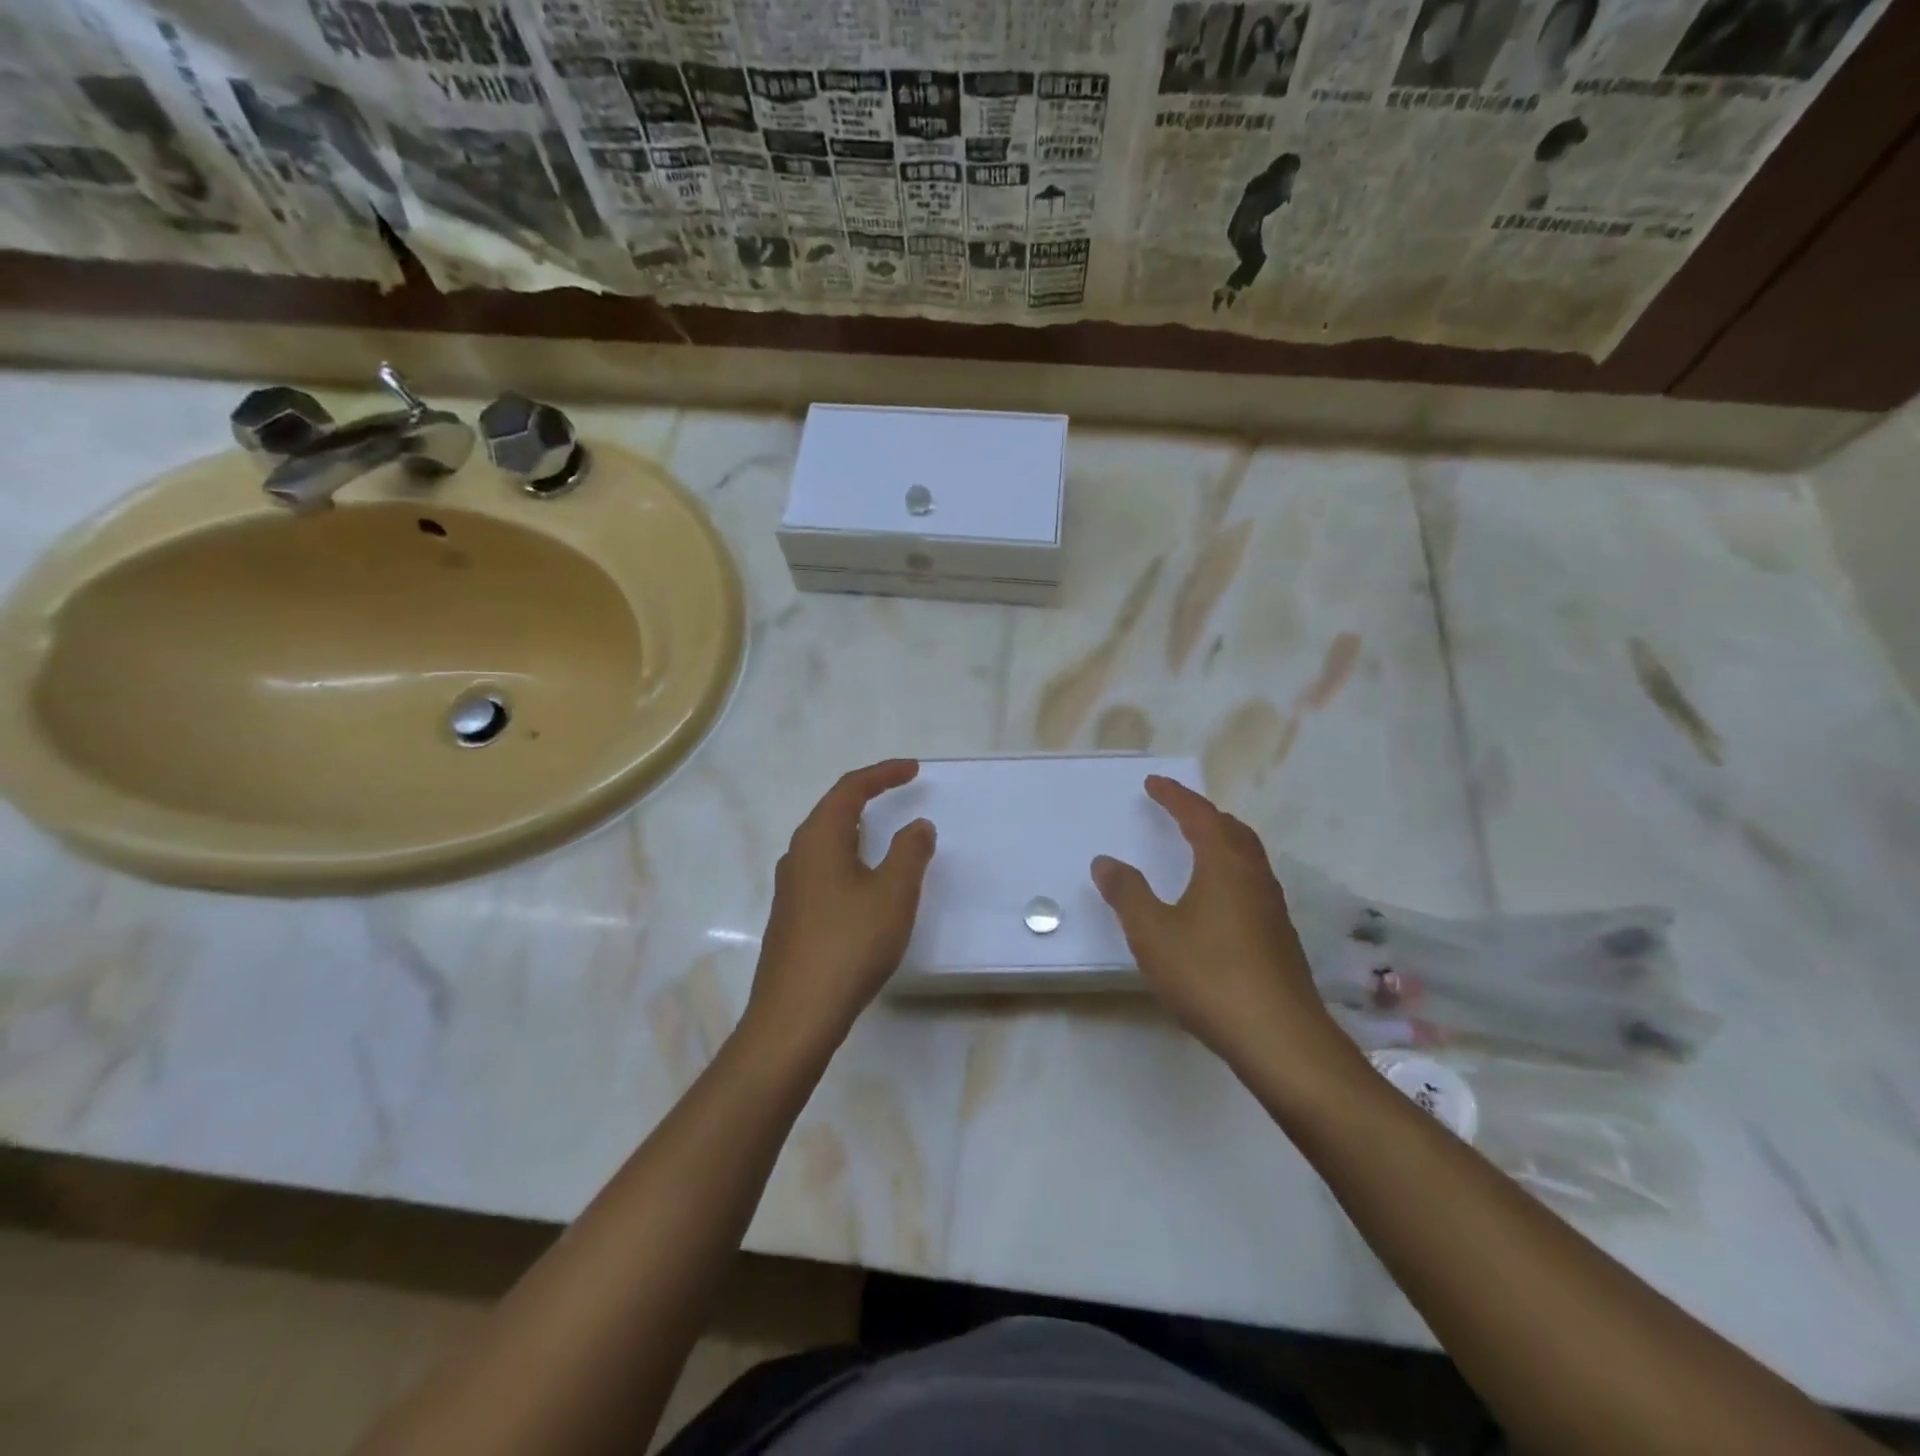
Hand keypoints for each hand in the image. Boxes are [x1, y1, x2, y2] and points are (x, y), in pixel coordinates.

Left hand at [746, 760, 935, 1053]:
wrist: (795, 1015)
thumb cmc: (849, 945)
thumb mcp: (893, 894)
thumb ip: (910, 853)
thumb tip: (917, 825)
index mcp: (819, 838)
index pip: (850, 789)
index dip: (883, 774)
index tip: (913, 769)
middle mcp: (798, 855)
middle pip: (833, 810)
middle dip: (867, 796)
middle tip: (900, 791)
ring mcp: (790, 888)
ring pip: (826, 842)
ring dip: (857, 829)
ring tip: (886, 831)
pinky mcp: (792, 916)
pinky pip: (824, 870)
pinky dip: (850, 859)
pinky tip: (865, 883)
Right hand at [1092, 775, 1354, 1083]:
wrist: (1279, 1038)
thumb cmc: (1209, 975)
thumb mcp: (1153, 933)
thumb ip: (1127, 893)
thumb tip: (1106, 861)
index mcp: (1224, 865)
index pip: (1199, 815)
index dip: (1175, 796)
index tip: (1154, 782)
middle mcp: (1254, 877)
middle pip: (1231, 830)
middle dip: (1202, 814)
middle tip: (1177, 810)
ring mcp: (1272, 908)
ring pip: (1246, 857)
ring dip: (1220, 842)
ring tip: (1196, 846)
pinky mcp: (1278, 937)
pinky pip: (1251, 884)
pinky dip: (1229, 871)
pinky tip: (1216, 900)